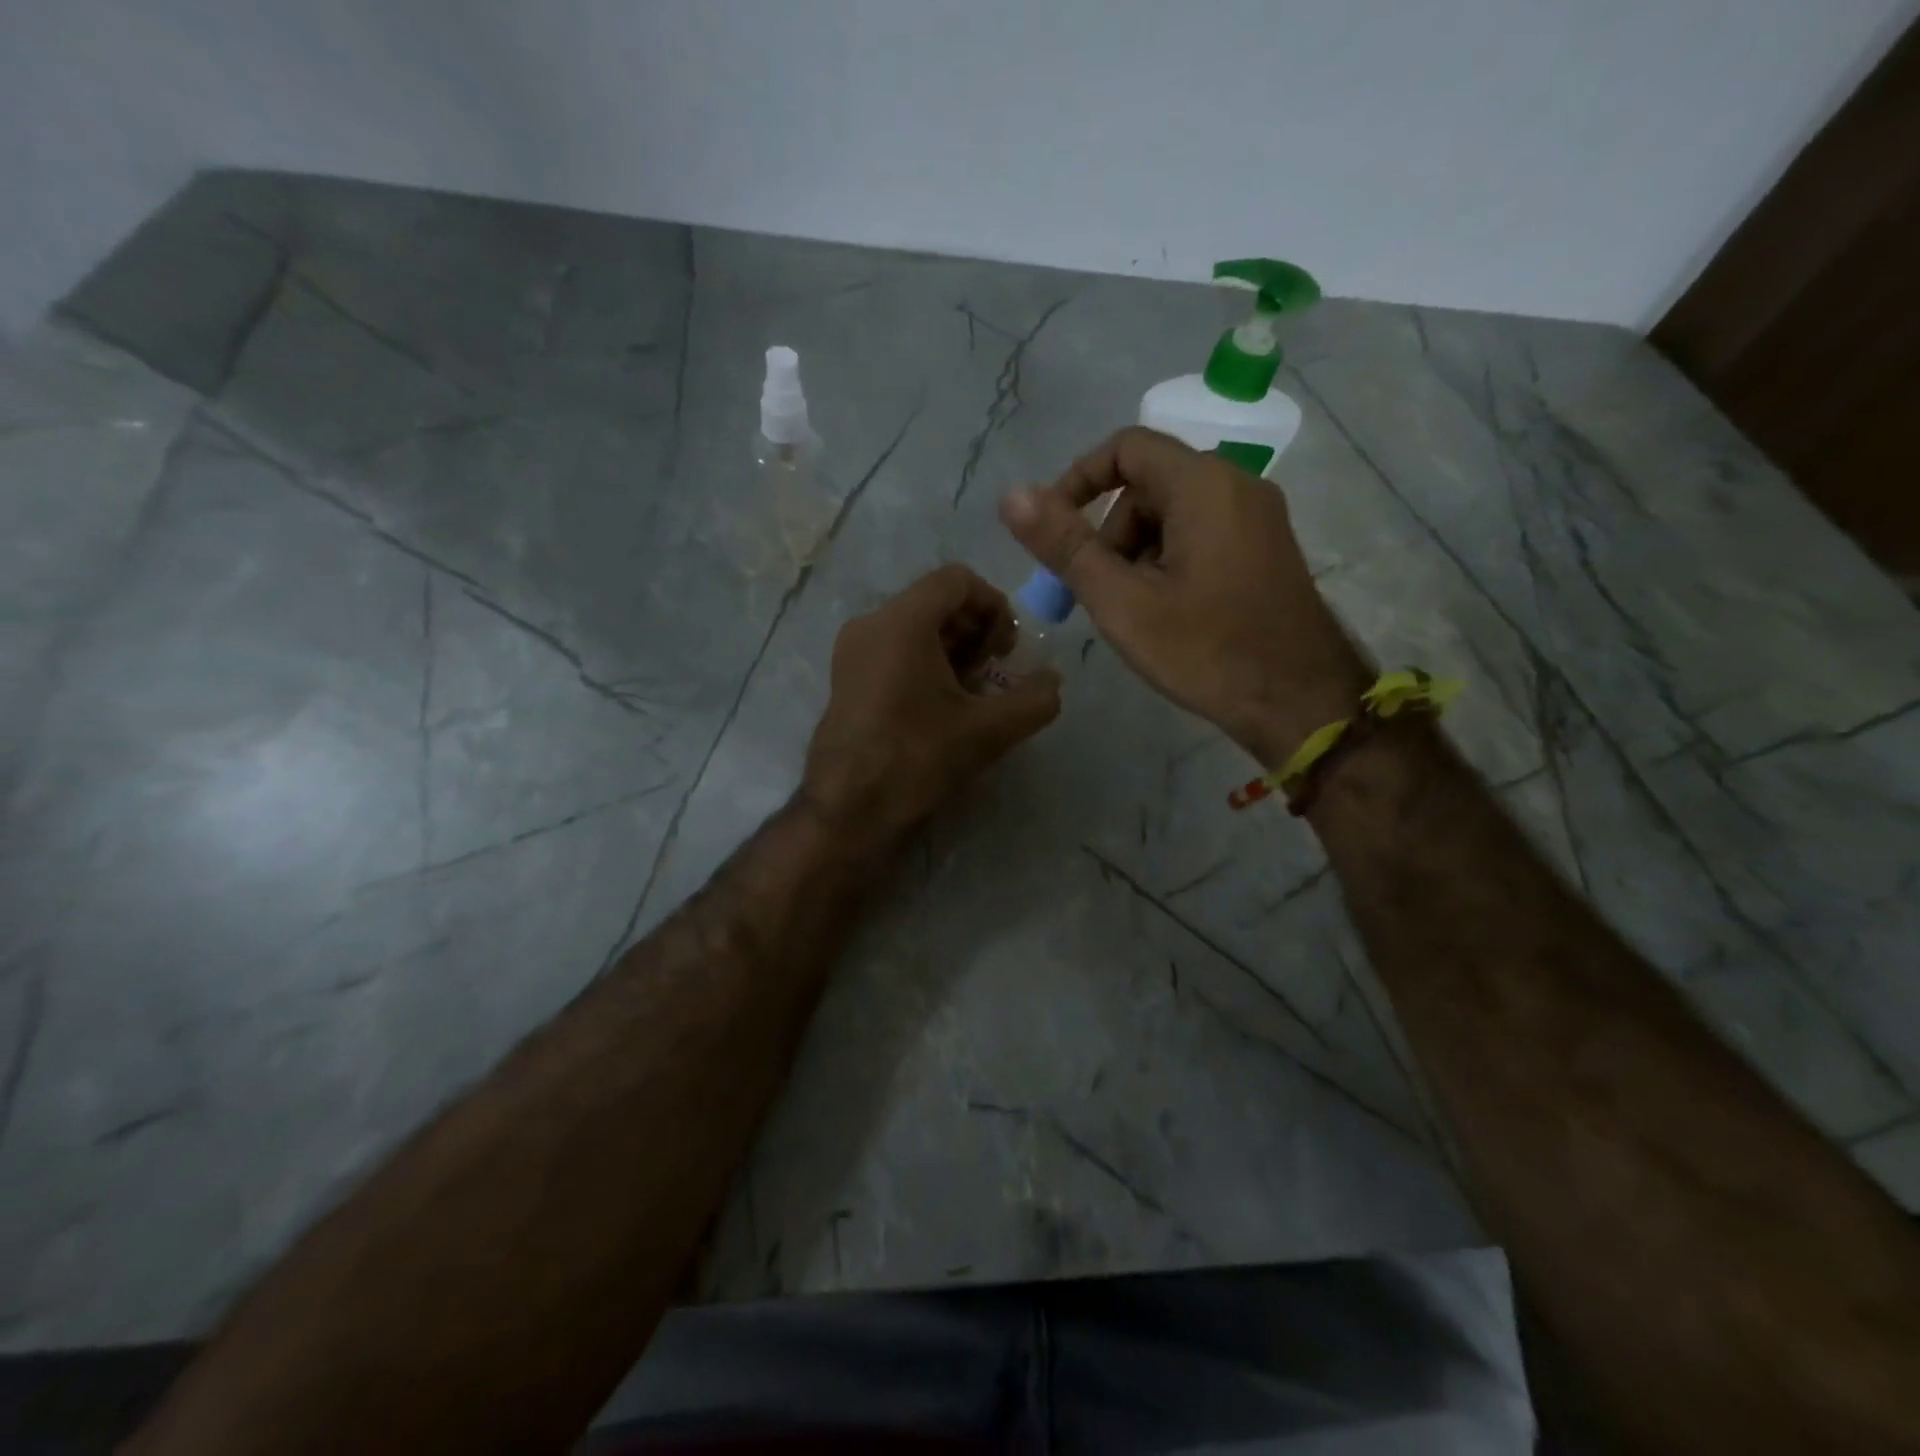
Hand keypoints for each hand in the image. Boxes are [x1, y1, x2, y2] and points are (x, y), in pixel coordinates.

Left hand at [802, 565, 1060, 850]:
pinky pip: (894, 649)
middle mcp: (871, 623)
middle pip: (935, 601)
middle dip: (976, 630)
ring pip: (914, 626)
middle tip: (994, 673)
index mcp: (902, 621)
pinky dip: (926, 662)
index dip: (996, 606)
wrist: (848, 810)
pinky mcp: (846, 677)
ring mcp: (852, 650)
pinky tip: (943, 705)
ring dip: (953, 649)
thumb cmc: (917, 759)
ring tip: (973, 693)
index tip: (1009, 650)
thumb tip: (1054, 681)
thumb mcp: (989, 731)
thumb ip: (1035, 700)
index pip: (958, 580)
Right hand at [1000, 427, 1368, 766]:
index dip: (1078, 481)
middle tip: (1097, 593)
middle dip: (1109, 533)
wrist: (1301, 704)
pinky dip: (1167, 563)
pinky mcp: (1265, 550)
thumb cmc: (1206, 651)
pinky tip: (1166, 615)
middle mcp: (1238, 486)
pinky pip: (1200, 536)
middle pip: (1148, 485)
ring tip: (1133, 614)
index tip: (1054, 531)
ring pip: (1173, 515)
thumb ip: (1065, 546)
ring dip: (1136, 554)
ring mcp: (1257, 519)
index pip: (1126, 447)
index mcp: (1204, 485)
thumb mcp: (1122, 601)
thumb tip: (1013, 496)